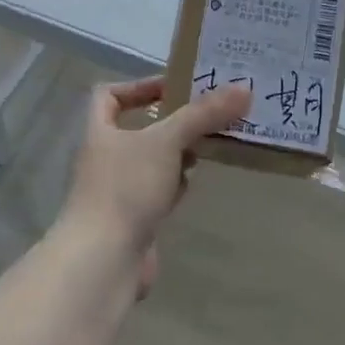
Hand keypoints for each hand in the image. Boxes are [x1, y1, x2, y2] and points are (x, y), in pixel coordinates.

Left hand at [58, 76, 252, 295]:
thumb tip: (244, 88)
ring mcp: (119, 191)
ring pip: (152, 163)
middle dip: (173, 123)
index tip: (176, 88)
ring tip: (212, 145)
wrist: (104, 258)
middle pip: (138, 130)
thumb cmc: (127, 189)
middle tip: (210, 117)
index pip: (109, 95)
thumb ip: (203, 115)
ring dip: (178, 155)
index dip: (140, 86)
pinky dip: (175, 186)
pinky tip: (193, 185)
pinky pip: (157, 193)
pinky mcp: (134, 218)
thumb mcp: (166, 142)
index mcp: (101, 132)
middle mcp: (105, 158)